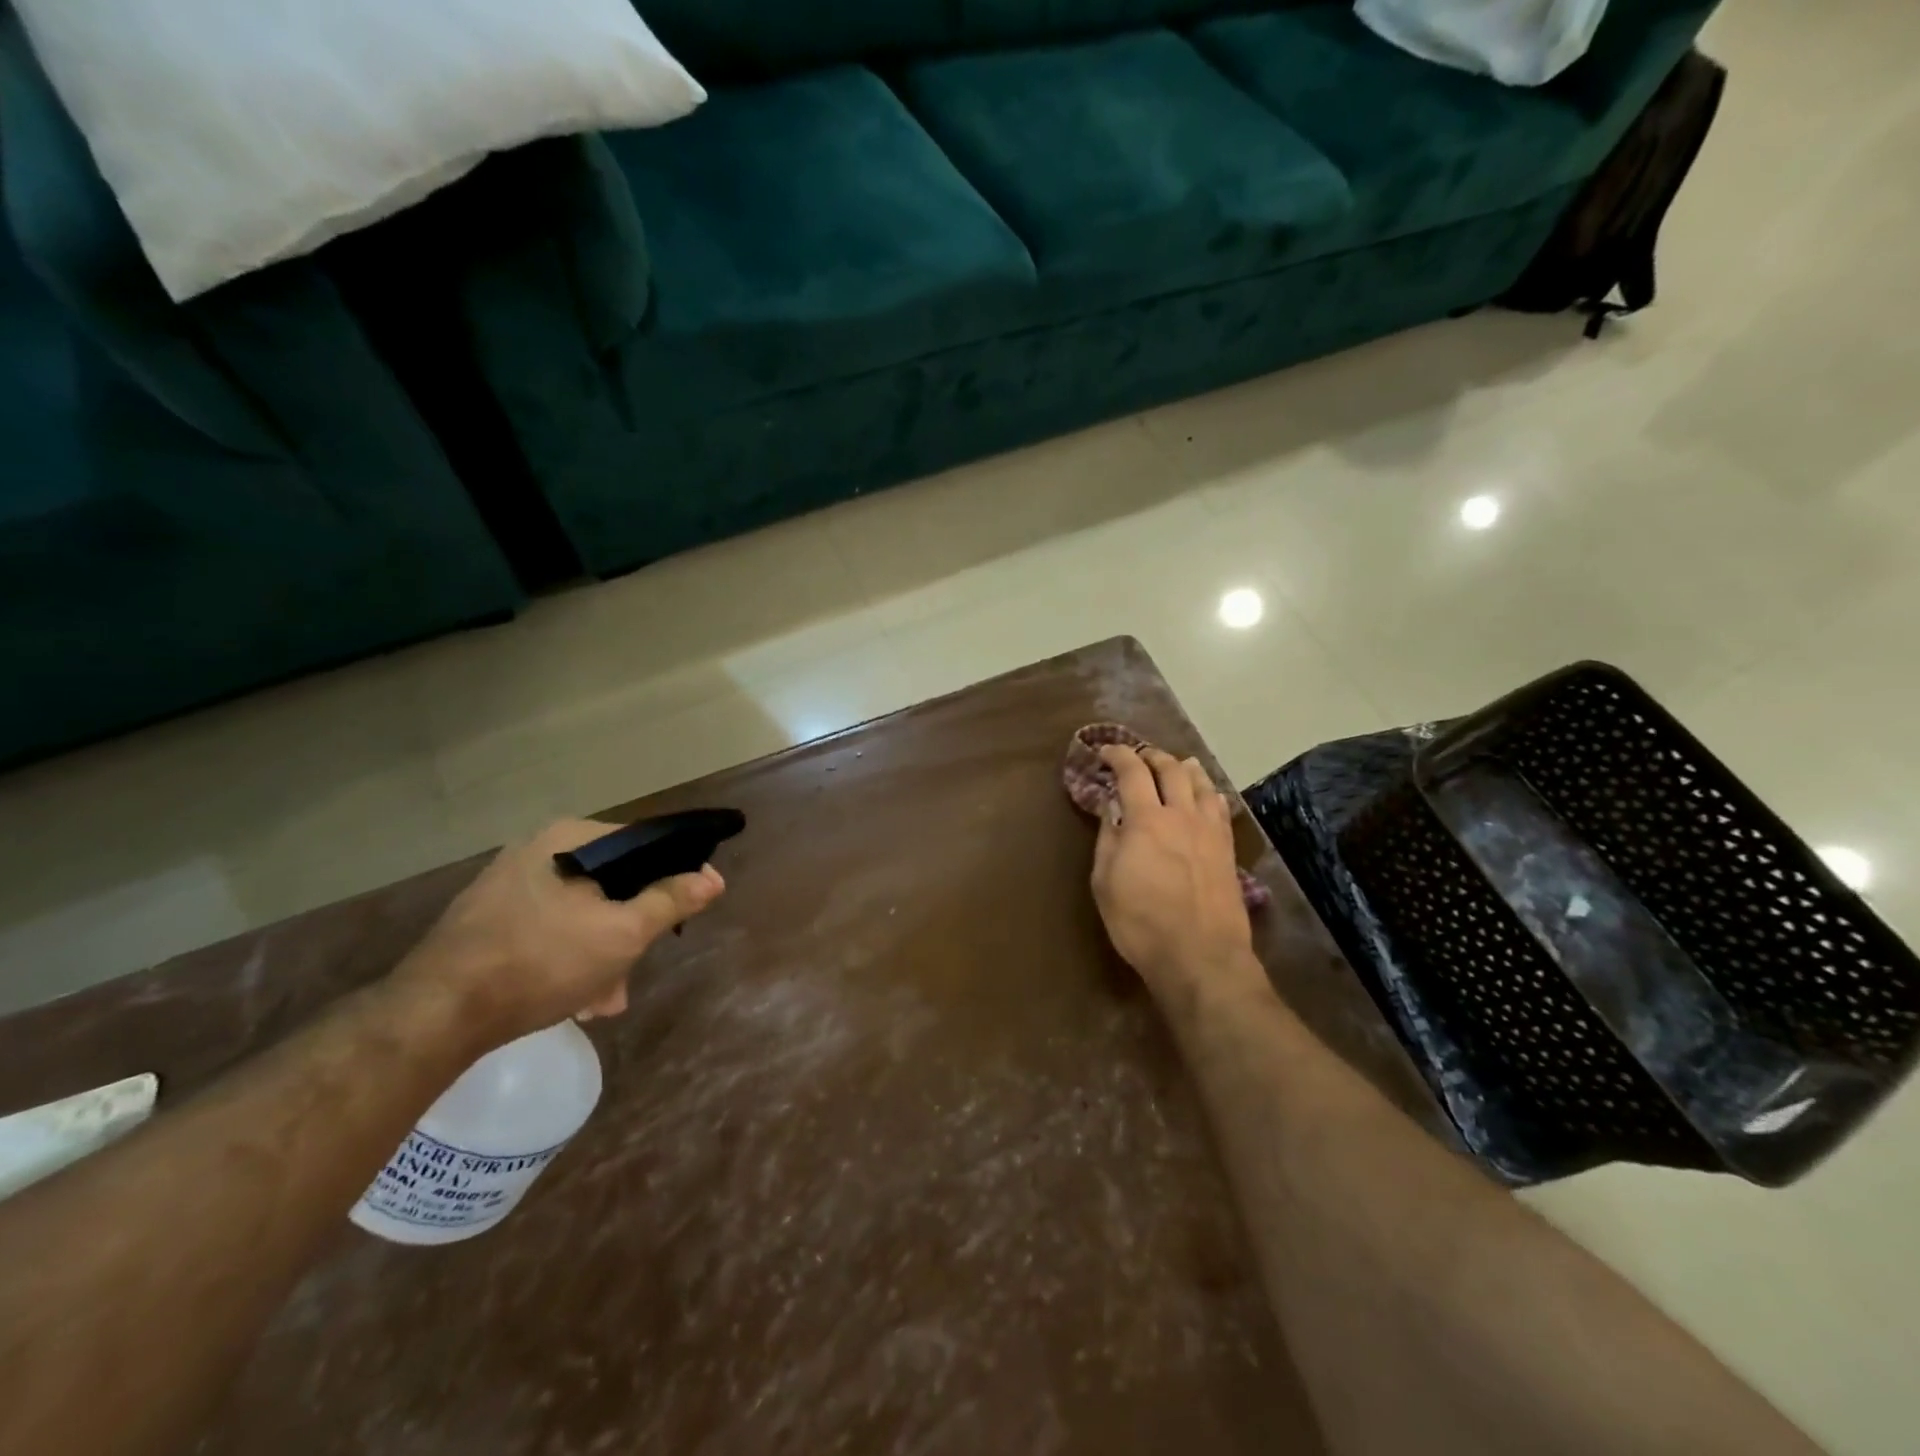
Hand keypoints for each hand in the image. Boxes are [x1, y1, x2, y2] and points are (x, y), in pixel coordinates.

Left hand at [394, 819, 724, 1046]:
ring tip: (604, 999)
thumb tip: (713, 877)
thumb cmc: (543, 960)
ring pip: (581, 910)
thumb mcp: (623, 932)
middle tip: (635, 970)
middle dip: (631, 928)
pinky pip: (549, 926)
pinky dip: (570, 953)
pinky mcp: (487, 918)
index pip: (643, 842)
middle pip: (611, 882)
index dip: (674, 873)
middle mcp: (538, 850)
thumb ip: (672, 900)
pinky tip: (574, 996)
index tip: (688, 909)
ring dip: (603, 951)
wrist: (436, 1014)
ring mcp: (507, 884)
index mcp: (571, 839)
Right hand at [1090, 747, 1259, 1004]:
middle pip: (1171, 769)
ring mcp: (1210, 831)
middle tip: (1138, 756)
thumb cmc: (1140, 922)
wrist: (1199, 956)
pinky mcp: (1228, 850)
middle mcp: (1181, 815)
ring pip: (1201, 783)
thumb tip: (1112, 808)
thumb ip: (1108, 838)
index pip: (1132, 772)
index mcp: (1146, 820)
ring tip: (1177, 764)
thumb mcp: (1105, 882)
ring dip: (1185, 768)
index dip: (1118, 755)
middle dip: (1152, 756)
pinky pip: (1221, 807)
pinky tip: (1207, 795)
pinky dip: (1209, 792)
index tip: (1105, 751)